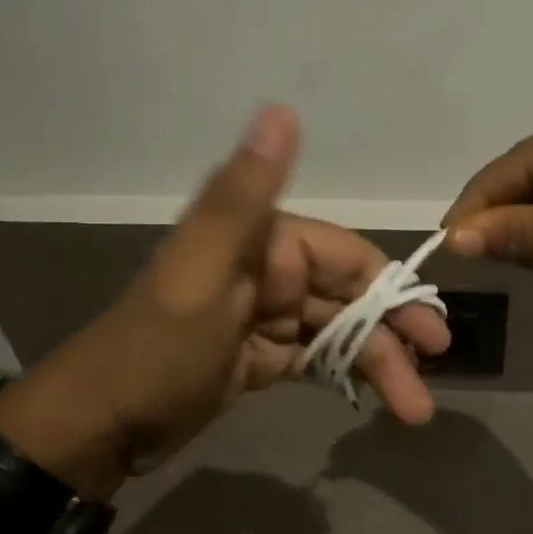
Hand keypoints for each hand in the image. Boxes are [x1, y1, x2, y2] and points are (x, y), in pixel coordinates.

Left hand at [0, 106, 450, 487]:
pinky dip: (344, 373)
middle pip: (348, 297)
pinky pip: (314, 358)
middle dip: (391, 334)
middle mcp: (267, 270)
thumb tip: (281, 108)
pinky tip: (375, 398)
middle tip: (433, 371)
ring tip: (413, 409)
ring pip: (337, 331)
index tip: (431, 330)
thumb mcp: (202, 273)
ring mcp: (263, 316)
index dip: (391, 290)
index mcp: (261, 241)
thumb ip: (244, 197)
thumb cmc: (156, 350)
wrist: (99, 425)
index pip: (345, 257)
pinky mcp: (257, 355)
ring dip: (376, 364)